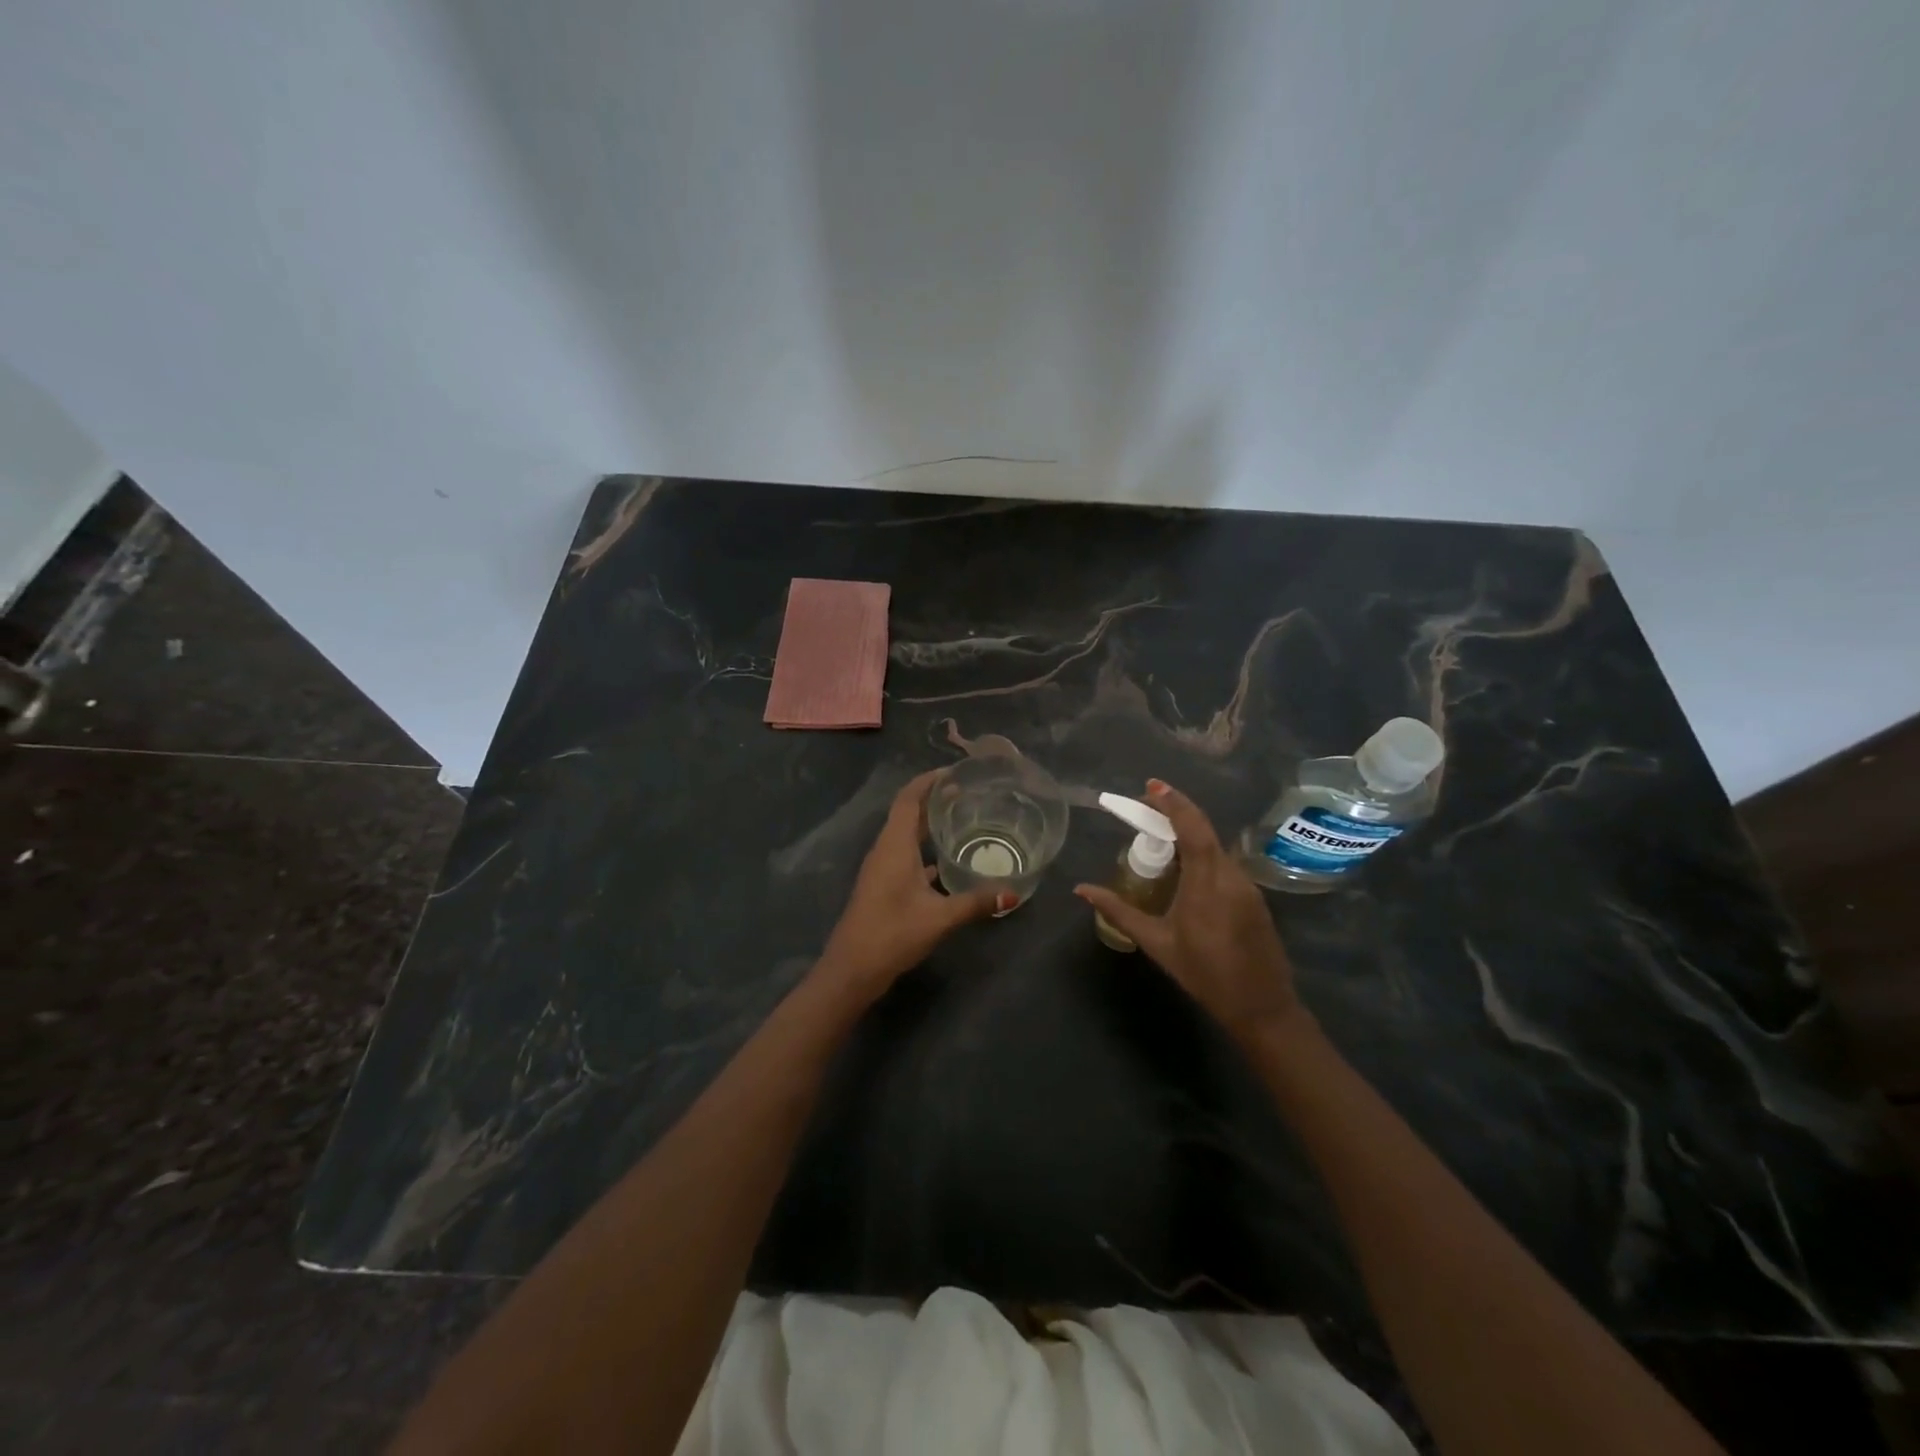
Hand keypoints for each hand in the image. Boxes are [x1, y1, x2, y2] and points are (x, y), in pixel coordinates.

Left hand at [817, 770, 1013, 999]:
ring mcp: (882, 868)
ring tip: (962, 818)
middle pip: (908, 812)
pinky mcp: (884, 885)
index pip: (909, 799)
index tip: (955, 772)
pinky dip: (926, 850)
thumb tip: (1013, 893)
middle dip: (934, 799)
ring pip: (907, 835)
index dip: (928, 781)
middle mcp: (886, 849)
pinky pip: (906, 855)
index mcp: (894, 845)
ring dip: (929, 824)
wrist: (852, 970)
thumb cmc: (892, 933)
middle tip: (968, 792)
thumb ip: (976, 902)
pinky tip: (949, 860)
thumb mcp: (939, 917)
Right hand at [1075, 780, 1306, 1044]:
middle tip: (1146, 808)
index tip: (1151, 786)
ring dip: (1189, 835)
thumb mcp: (1156, 942)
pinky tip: (1184, 870)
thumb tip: (1082, 890)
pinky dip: (1202, 855)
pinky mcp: (1254, 896)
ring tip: (1159, 838)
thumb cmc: (1204, 974)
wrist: (1262, 1007)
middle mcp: (1231, 875)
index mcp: (1207, 882)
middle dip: (1175, 813)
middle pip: (1204, 831)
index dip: (1173, 802)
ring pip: (1215, 847)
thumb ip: (1119, 911)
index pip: (1192, 828)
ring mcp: (1247, 885)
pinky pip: (1224, 864)